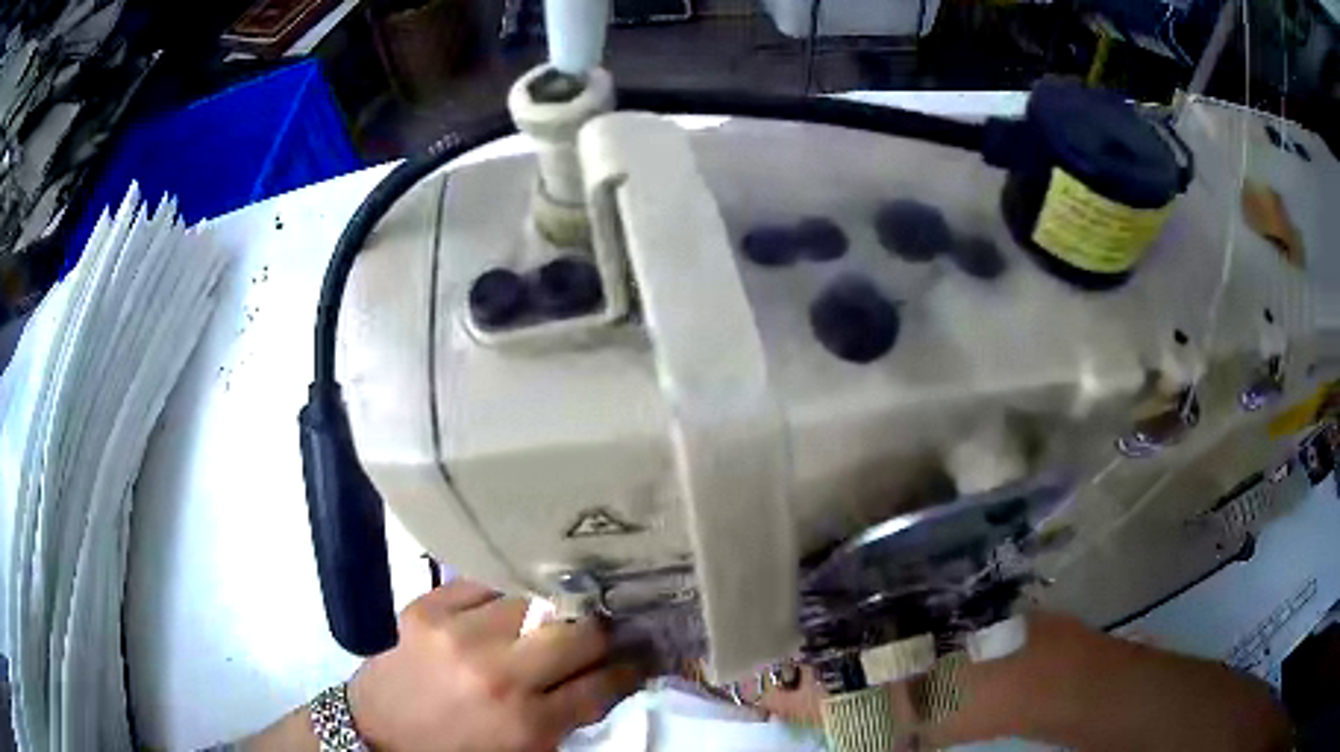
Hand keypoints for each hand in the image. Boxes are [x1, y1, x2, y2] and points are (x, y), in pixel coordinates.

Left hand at [346, 581, 644, 751]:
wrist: (377, 731)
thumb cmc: (457, 750)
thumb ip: (567, 717)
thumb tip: (609, 674)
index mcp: (527, 725)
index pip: (603, 684)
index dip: (633, 666)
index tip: (645, 652)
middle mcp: (499, 675)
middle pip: (580, 633)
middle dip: (604, 629)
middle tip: (608, 625)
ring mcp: (459, 635)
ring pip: (536, 599)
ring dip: (554, 606)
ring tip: (560, 605)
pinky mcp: (427, 607)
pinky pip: (484, 582)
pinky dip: (504, 590)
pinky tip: (510, 597)